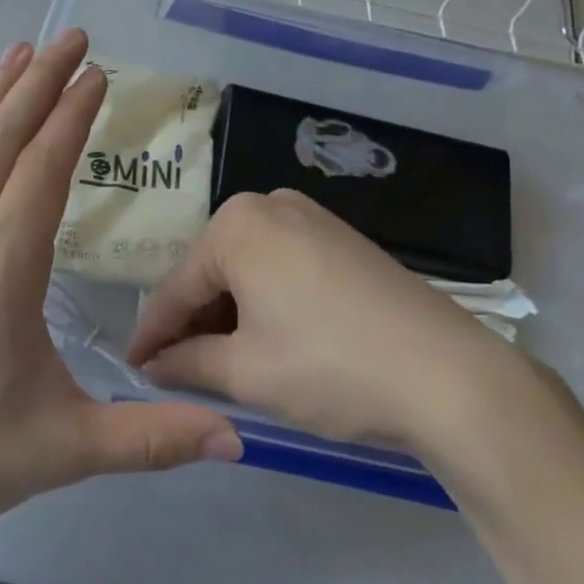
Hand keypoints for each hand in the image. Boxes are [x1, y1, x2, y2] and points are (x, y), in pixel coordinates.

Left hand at [0, 28, 241, 557]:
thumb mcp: (62, 448)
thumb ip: (150, 438)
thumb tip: (236, 437)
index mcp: (2, 266)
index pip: (44, 168)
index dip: (73, 114)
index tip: (98, 71)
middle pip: (3, 139)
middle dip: (39, 82)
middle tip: (71, 36)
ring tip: (19, 54)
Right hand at [127, 189, 514, 452]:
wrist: (450, 377)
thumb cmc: (329, 366)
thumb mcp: (245, 372)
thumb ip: (186, 364)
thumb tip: (153, 366)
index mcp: (238, 224)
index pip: (177, 286)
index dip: (152, 334)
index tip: (132, 367)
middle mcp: (271, 206)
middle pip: (213, 272)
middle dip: (194, 322)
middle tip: (178, 370)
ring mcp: (313, 219)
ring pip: (249, 270)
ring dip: (231, 315)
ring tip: (222, 363)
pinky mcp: (344, 241)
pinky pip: (284, 268)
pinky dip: (267, 303)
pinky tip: (269, 340)